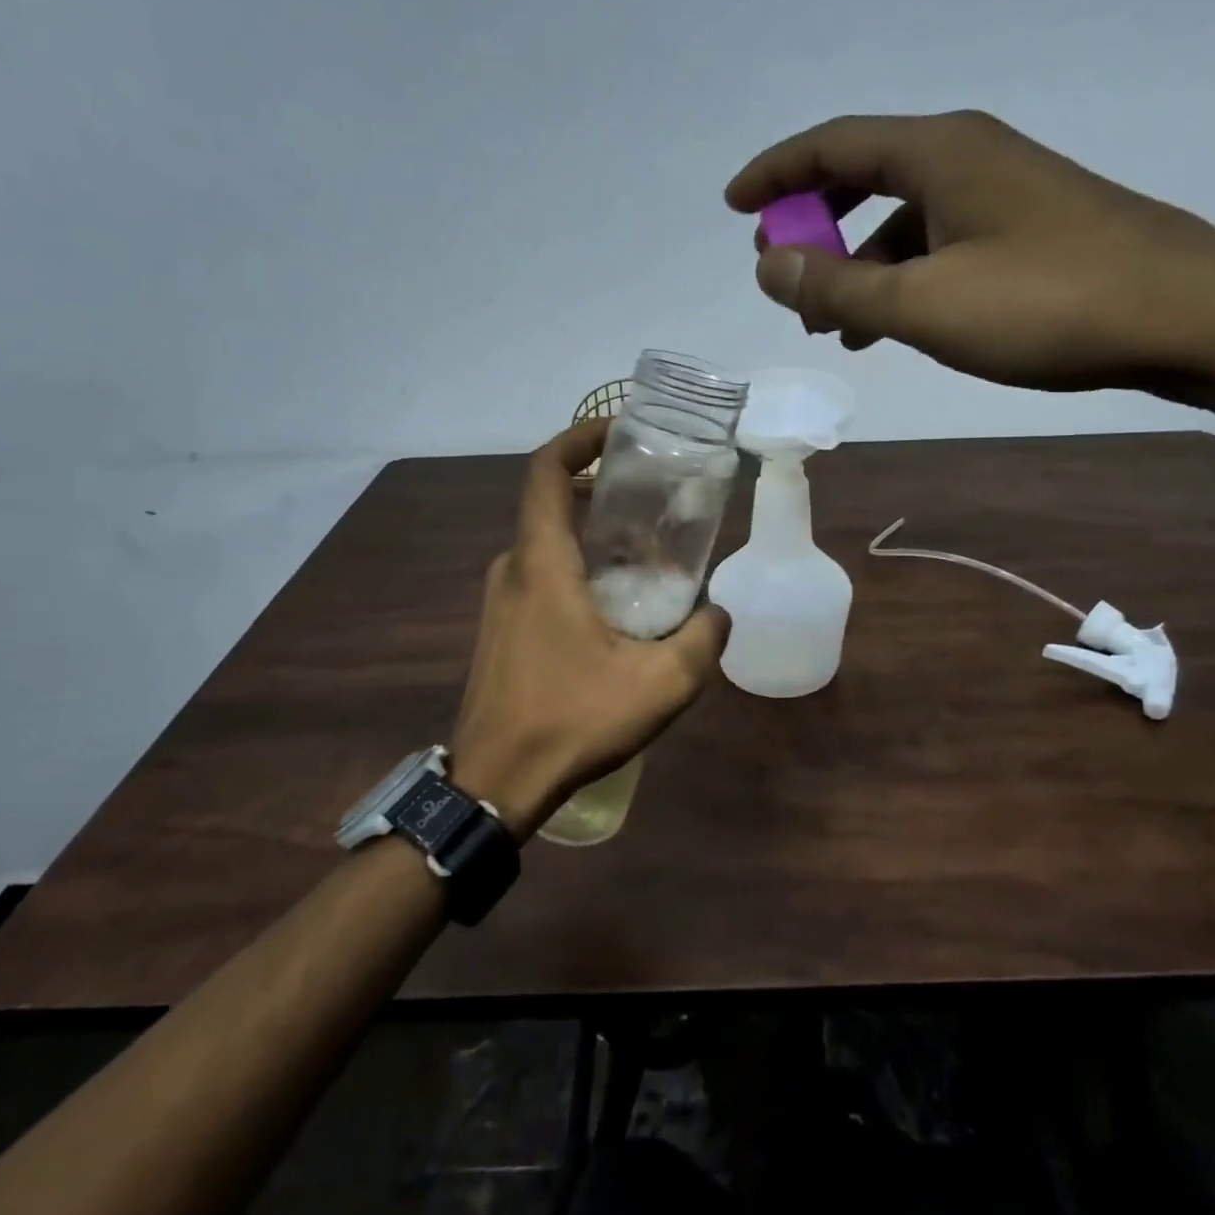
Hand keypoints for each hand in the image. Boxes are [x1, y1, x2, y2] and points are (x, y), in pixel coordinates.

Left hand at [448, 417, 729, 839]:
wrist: (495, 783)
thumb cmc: (572, 720)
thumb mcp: (660, 683)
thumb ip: (702, 640)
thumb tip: (719, 614)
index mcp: (541, 562)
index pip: (546, 470)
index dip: (579, 437)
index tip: (620, 431)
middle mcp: (513, 568)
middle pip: (554, 504)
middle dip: (604, 491)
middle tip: (656, 501)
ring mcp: (501, 600)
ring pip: (549, 544)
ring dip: (594, 535)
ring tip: (648, 553)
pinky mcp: (500, 628)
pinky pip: (541, 576)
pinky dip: (578, 568)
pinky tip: (617, 604)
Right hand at [726, 110, 1214, 393]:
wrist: (1190, 317)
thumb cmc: (1048, 303)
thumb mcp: (924, 304)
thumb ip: (838, 286)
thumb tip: (767, 264)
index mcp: (939, 152)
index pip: (832, 145)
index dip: (775, 173)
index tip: (733, 206)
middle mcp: (969, 156)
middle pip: (865, 176)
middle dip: (814, 222)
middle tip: (781, 270)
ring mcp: (1004, 192)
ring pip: (903, 218)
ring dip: (857, 263)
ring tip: (829, 319)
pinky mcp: (1029, 230)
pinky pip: (939, 243)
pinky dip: (901, 277)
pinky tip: (892, 324)